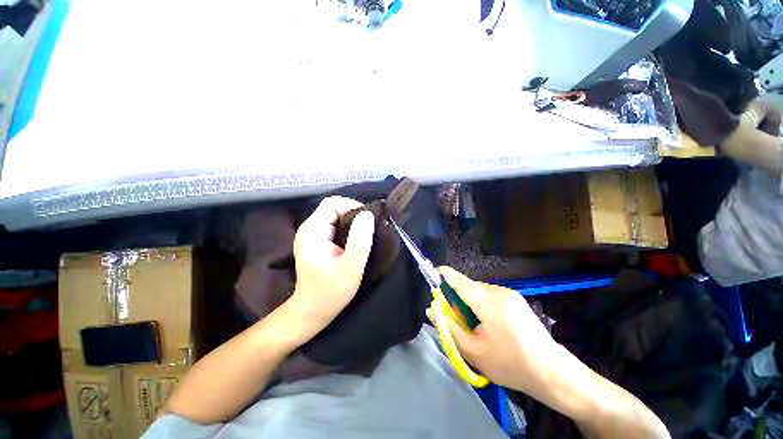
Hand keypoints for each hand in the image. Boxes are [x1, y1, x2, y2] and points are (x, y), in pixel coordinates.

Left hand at [288, 196, 374, 340]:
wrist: (312, 310)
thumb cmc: (331, 291)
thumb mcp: (351, 266)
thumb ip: (360, 239)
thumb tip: (367, 215)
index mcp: (313, 231)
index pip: (332, 203)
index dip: (352, 206)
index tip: (367, 221)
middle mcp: (308, 228)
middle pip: (333, 208)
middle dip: (353, 214)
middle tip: (368, 230)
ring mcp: (310, 235)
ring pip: (334, 216)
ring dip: (351, 221)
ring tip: (363, 235)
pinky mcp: (315, 241)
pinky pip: (333, 225)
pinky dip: (346, 228)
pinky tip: (354, 240)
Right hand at [437, 267, 562, 395]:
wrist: (552, 372)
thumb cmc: (510, 365)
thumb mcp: (473, 351)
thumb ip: (448, 327)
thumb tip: (431, 309)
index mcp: (489, 302)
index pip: (459, 281)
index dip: (443, 276)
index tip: (431, 274)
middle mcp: (499, 291)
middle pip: (468, 285)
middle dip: (455, 295)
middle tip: (451, 315)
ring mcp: (510, 294)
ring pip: (478, 290)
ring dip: (468, 301)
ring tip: (471, 324)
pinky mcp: (515, 299)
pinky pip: (489, 295)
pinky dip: (480, 303)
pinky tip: (486, 323)